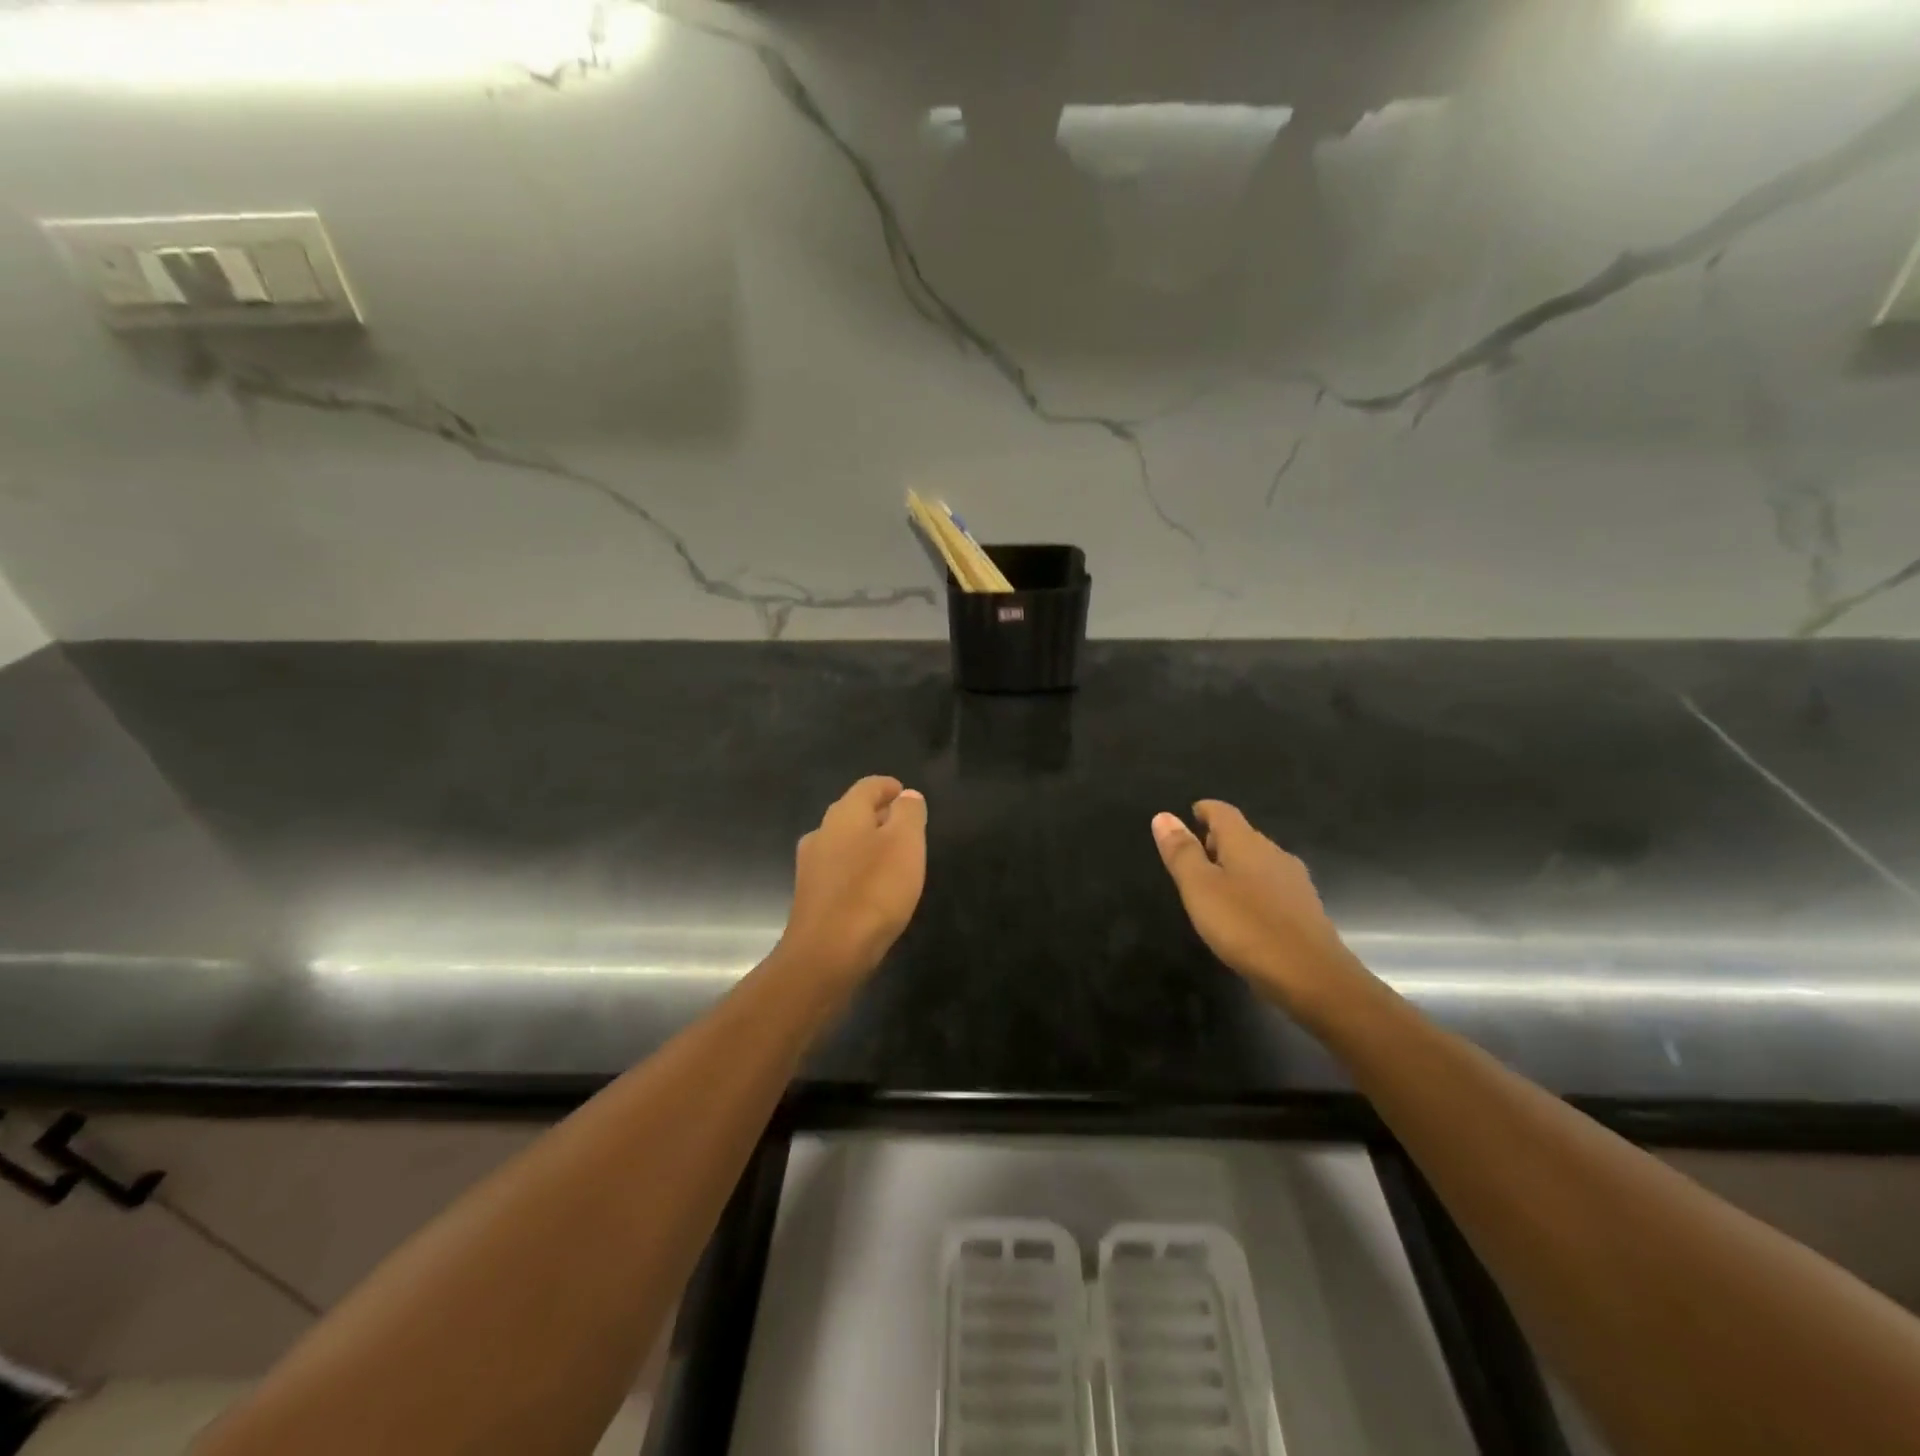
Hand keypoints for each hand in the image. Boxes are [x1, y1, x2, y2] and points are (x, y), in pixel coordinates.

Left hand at [779, 776, 927, 988]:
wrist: (828, 953)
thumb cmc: (874, 891)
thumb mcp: (906, 844)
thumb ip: (908, 814)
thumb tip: (907, 795)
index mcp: (844, 814)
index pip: (868, 786)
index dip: (889, 787)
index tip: (905, 794)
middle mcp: (822, 833)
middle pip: (852, 812)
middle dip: (878, 815)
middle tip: (905, 826)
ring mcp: (811, 866)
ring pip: (842, 842)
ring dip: (866, 843)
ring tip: (891, 858)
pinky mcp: (810, 896)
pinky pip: (837, 871)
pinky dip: (856, 869)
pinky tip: (871, 887)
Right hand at [1152, 800, 1367, 1018]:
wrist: (1311, 977)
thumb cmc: (1246, 926)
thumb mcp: (1200, 888)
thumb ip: (1182, 852)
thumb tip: (1163, 816)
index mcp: (1247, 844)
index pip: (1224, 813)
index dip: (1206, 810)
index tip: (1192, 812)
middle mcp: (1274, 855)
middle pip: (1243, 836)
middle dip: (1219, 840)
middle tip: (1195, 853)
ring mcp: (1294, 884)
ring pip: (1259, 863)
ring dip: (1236, 866)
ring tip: (1214, 885)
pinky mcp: (1305, 912)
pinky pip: (1272, 888)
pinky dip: (1253, 890)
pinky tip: (1244, 913)